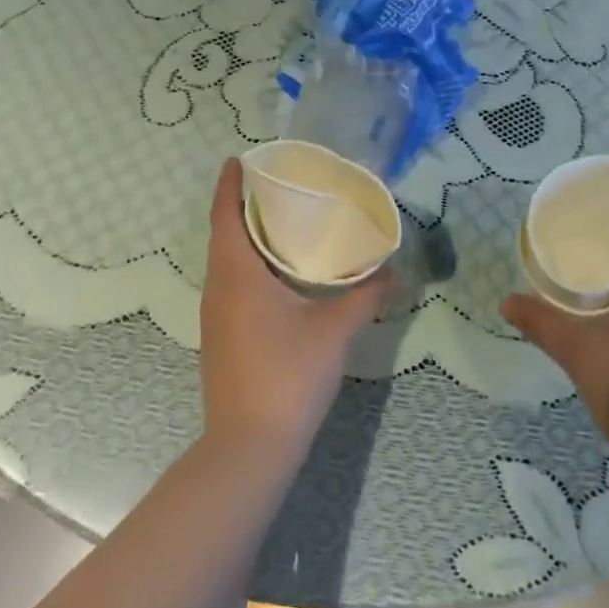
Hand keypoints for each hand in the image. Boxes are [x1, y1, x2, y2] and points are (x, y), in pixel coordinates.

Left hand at [199, 158, 390, 464]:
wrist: (249, 448)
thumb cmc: (287, 375)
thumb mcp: (334, 330)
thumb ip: (365, 295)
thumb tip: (392, 269)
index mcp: (236, 273)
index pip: (225, 214)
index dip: (229, 184)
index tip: (238, 159)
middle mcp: (218, 288)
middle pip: (223, 234)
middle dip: (242, 206)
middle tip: (277, 185)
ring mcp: (215, 316)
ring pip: (226, 262)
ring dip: (245, 237)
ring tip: (281, 222)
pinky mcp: (221, 338)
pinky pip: (231, 284)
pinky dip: (248, 265)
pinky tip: (278, 275)